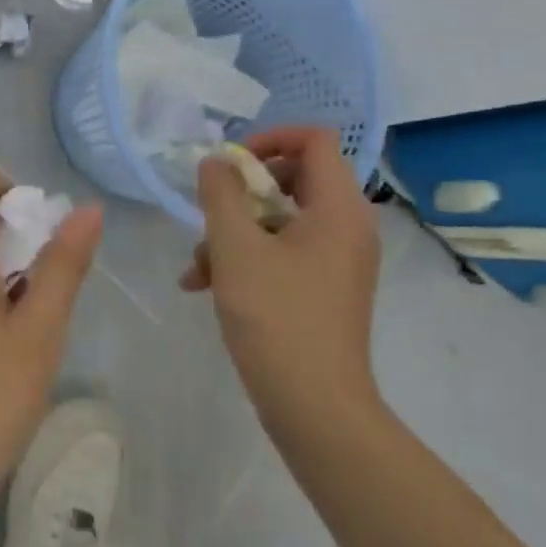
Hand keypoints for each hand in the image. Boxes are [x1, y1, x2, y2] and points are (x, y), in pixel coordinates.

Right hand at [181, 127, 382, 429]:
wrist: (315, 407)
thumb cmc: (276, 317)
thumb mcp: (235, 248)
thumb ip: (221, 194)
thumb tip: (217, 162)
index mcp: (338, 209)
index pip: (314, 140)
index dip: (269, 139)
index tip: (230, 165)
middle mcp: (347, 227)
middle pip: (293, 178)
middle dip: (241, 194)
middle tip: (211, 214)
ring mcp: (337, 261)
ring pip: (280, 220)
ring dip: (234, 232)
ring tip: (199, 266)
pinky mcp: (324, 288)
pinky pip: (284, 253)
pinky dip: (247, 259)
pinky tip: (205, 286)